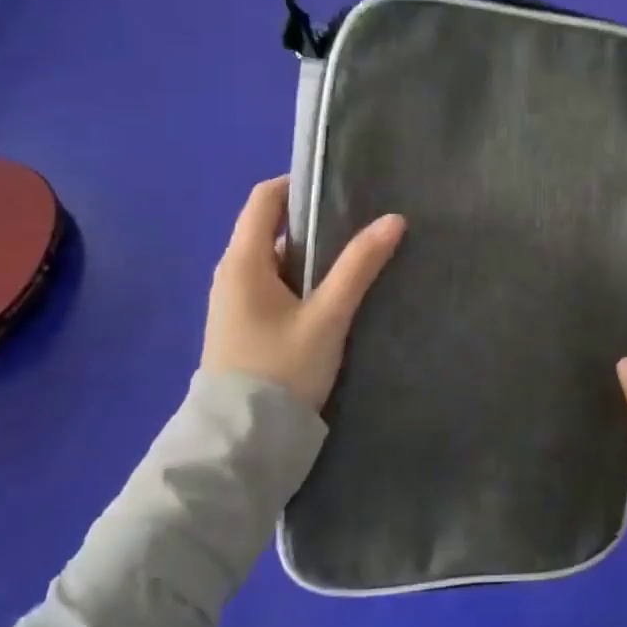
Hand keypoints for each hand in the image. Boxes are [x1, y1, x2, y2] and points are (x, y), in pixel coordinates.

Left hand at [201, 176, 404, 410]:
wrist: (242, 442)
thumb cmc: (281, 369)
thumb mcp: (327, 316)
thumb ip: (359, 266)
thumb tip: (394, 220)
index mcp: (243, 261)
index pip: (265, 198)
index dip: (298, 184)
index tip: (340, 188)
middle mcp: (232, 273)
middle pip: (271, 228)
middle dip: (314, 222)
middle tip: (360, 223)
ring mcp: (234, 302)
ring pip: (276, 260)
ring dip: (311, 254)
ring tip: (355, 257)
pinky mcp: (243, 326)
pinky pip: (273, 285)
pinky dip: (302, 280)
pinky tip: (333, 294)